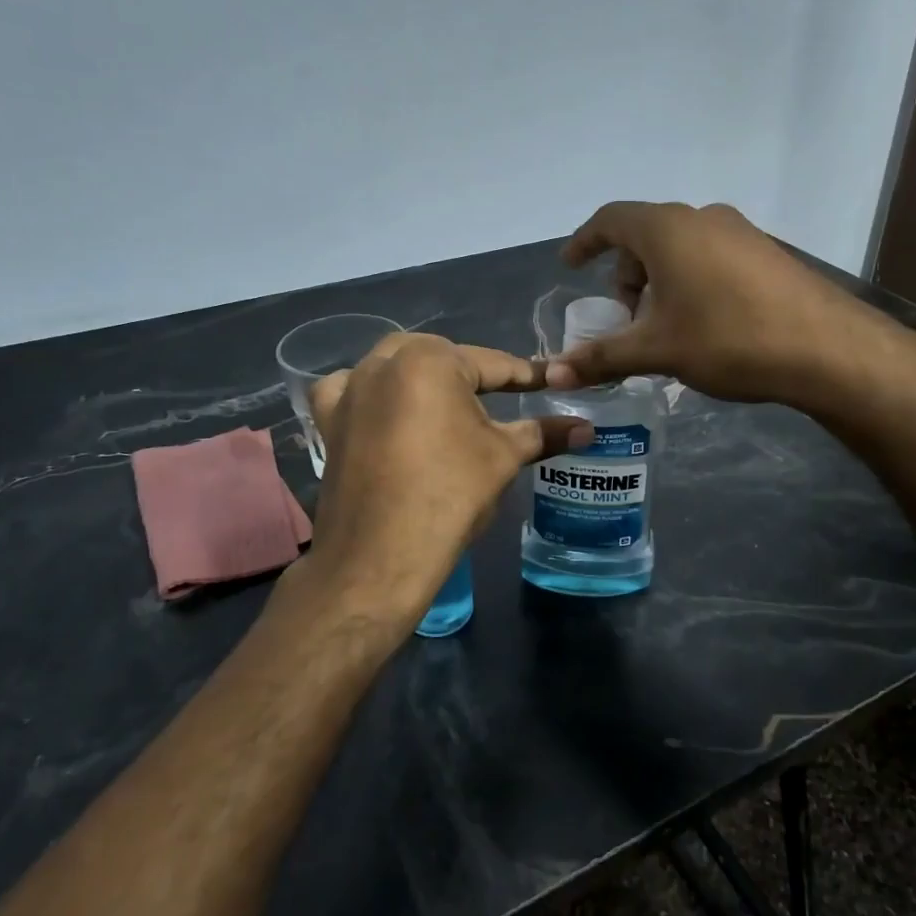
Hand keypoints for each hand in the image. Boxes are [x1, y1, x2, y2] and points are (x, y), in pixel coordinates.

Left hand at [304, 333, 591, 624]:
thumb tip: (587, 428)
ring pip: (395, 369)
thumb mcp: (503, 457)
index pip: (492, 364)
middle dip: (470, 375)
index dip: (525, 375)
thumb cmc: (450, 495)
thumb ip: (543, 433)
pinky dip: (370, 396)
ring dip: (423, 380)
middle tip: (500, 399)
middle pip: (440, 359)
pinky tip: (383, 412)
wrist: (379, 556)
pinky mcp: (328, 420)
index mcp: (429, 359)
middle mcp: (383, 361)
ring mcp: (349, 390)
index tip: (550, 380)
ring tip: (447, 407)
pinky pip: (350, 393)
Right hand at [545, 201, 902, 403]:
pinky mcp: (766, 252)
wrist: (826, 348)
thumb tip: (552, 375)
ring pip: (681, 247)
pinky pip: (711, 256)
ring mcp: (740, 232)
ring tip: (664, 326)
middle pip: (646, 235)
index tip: (570, 265)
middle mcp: (702, 217)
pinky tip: (704, 323)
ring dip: (660, 280)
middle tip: (625, 316)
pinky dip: (691, 280)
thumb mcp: (657, 350)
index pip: (610, 220)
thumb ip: (601, 358)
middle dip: (626, 274)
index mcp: (667, 228)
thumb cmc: (727, 339)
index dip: (585, 241)